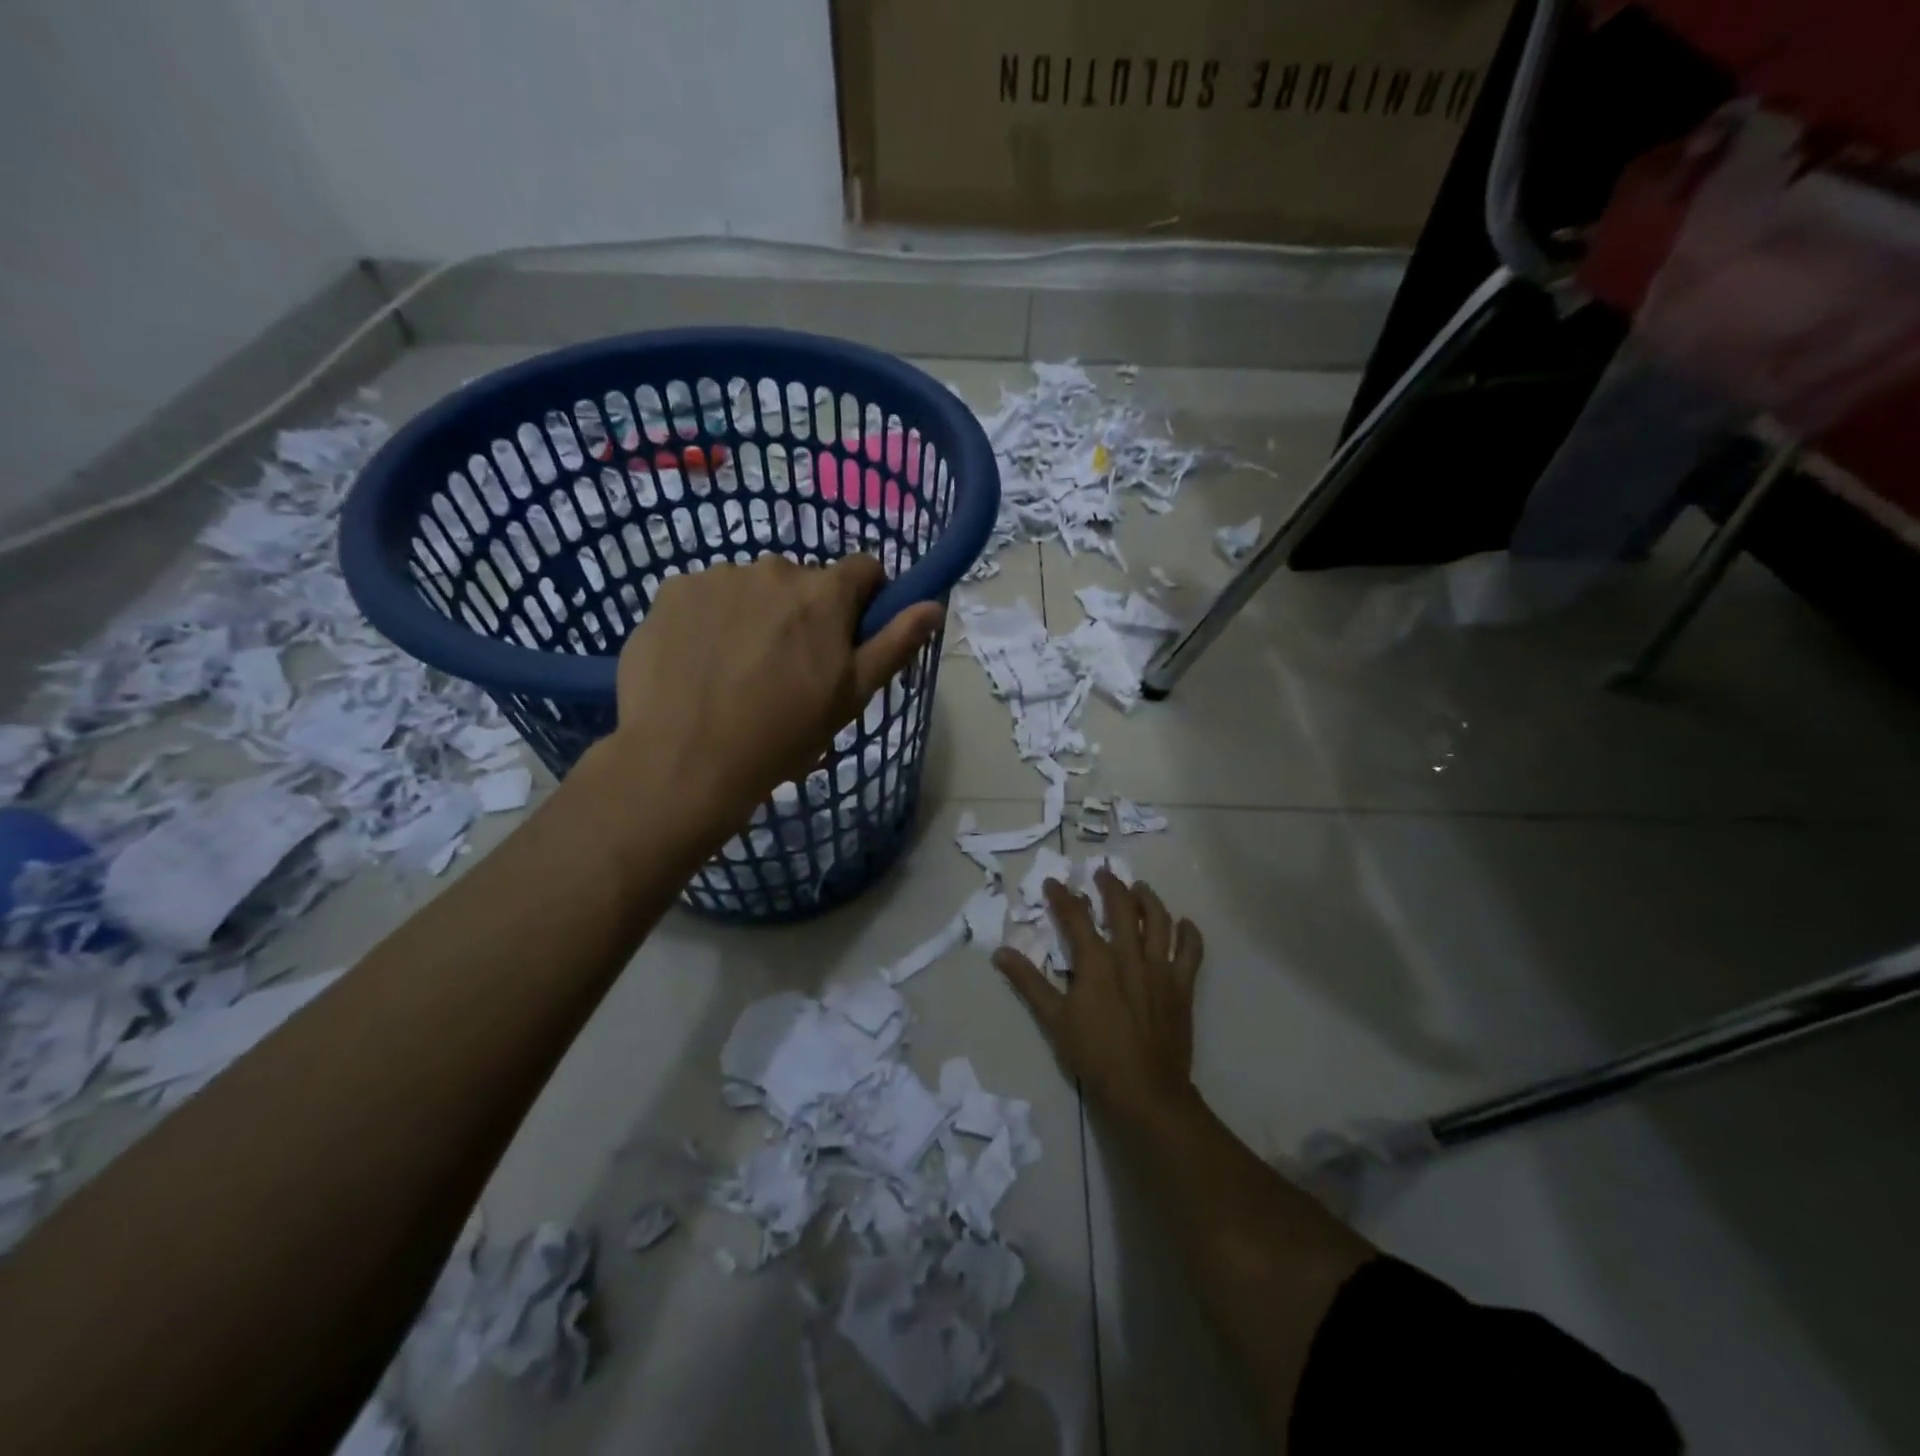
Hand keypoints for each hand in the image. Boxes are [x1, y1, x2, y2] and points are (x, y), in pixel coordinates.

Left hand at [608, 554, 942, 823]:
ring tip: (738, 672)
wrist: (686, 761)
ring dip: (755, 616)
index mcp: (823, 592)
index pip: (864, 569)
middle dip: (804, 614)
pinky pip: (705, 598)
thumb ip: (895, 643)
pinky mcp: (671, 593)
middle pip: (803, 582)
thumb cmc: (783, 734)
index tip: (849, 639)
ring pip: (751, 589)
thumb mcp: (852, 696)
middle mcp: (772, 568)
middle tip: (789, 670)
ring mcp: (716, 577)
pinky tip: (700, 665)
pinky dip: (710, 622)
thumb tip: (933, 604)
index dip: (865, 601)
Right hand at [993, 870, 1203, 1125]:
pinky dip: (1189, 934)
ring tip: (1140, 888)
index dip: (1063, 896)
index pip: (1076, 916)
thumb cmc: (1094, 1054)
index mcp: (1096, 961)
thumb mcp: (1053, 1018)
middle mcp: (1130, 955)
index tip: (1053, 883)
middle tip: (1102, 874)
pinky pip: (1191, 951)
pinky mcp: (1182, 986)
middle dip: (1110, 886)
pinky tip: (1184, 924)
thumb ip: (1028, 982)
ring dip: (1148, 899)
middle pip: (1122, 907)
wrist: (1144, 1090)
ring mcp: (1160, 968)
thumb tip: (1000, 952)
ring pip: (1159, 920)